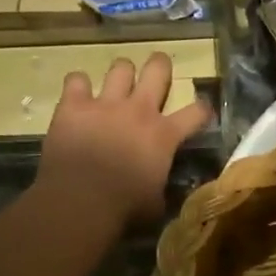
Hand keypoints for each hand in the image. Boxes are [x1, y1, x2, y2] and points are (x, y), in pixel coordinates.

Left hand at [37, 53, 210, 224]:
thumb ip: (162, 187)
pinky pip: (75, 80)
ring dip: (121, 75)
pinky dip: (77, 87)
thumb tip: (163, 190)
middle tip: (157, 72)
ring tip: (117, 85)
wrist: (79, 203)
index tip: (200, 111)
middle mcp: (139, 110)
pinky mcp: (73, 106)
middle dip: (160, 66)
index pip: (197, 111)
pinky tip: (78, 96)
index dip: (202, 109)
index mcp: (164, 135)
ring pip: (120, 67)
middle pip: (158, 69)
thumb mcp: (156, 204)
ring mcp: (105, 104)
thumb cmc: (124, 209)